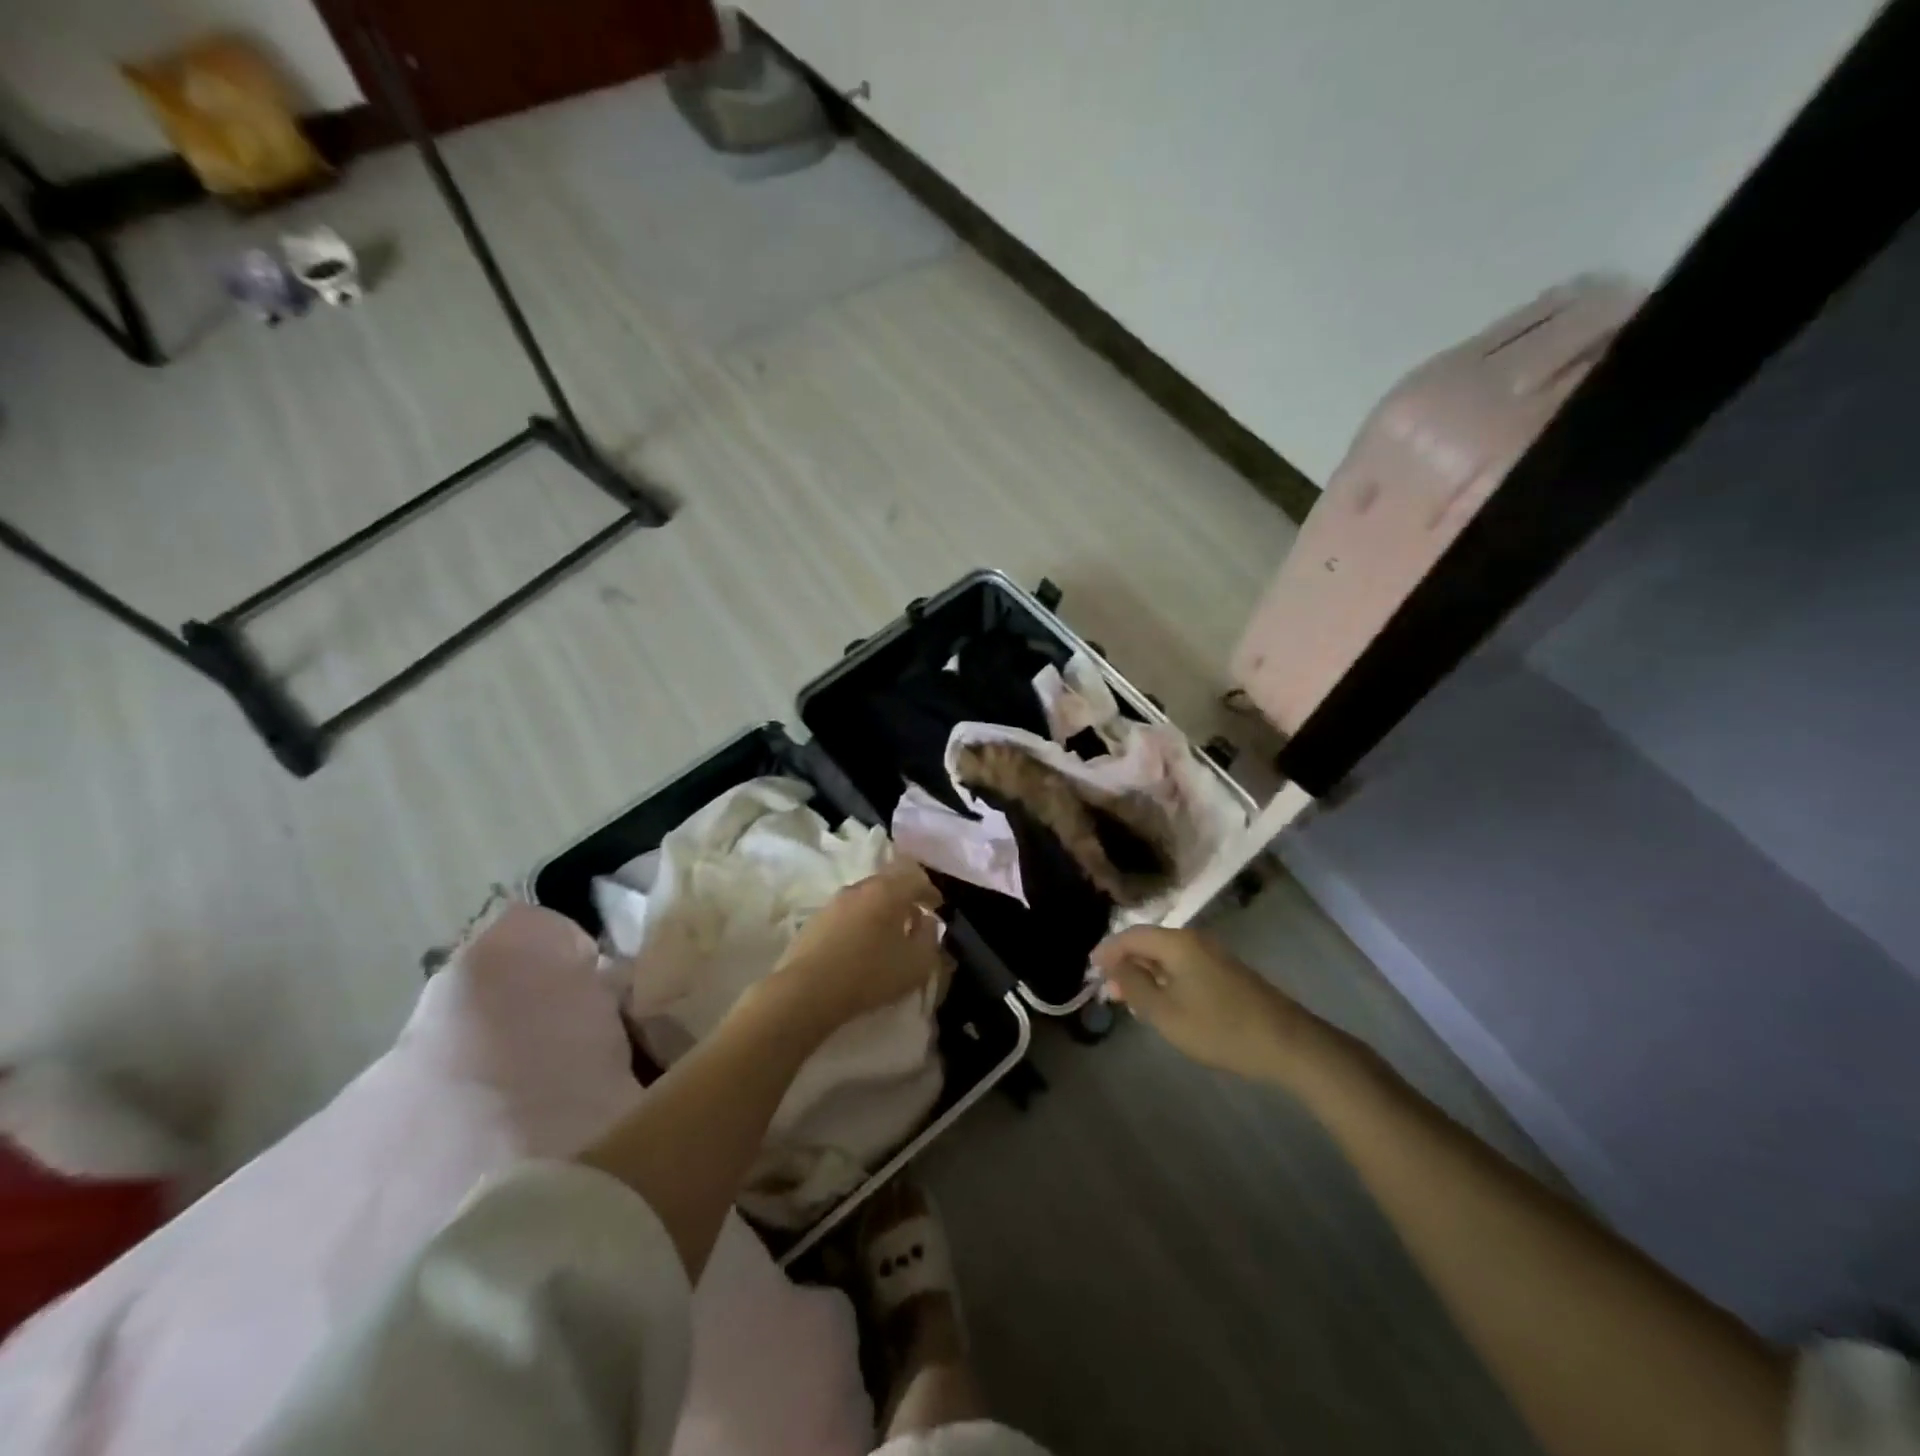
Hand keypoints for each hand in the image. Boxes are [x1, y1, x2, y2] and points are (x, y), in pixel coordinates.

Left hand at [762, 862, 948, 1034]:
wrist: (807, 991)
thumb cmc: (870, 974)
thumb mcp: (917, 964)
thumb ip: (930, 938)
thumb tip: (926, 922)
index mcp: (888, 891)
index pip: (916, 878)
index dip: (930, 891)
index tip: (938, 906)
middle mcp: (861, 887)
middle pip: (889, 882)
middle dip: (905, 897)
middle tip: (914, 917)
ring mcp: (834, 901)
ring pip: (866, 896)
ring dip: (881, 909)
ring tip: (887, 933)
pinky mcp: (815, 919)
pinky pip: (848, 912)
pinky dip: (861, 920)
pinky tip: (860, 943)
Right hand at [1092, 926, 1305, 1081]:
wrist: (1287, 1043)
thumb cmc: (1219, 1028)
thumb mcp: (1166, 1013)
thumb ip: (1135, 986)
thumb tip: (1114, 966)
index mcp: (1177, 943)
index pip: (1131, 936)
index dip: (1107, 950)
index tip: (1089, 969)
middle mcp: (1193, 940)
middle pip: (1149, 942)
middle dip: (1124, 962)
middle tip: (1105, 988)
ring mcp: (1212, 954)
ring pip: (1166, 955)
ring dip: (1144, 972)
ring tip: (1127, 997)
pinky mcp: (1225, 972)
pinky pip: (1183, 965)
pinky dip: (1164, 977)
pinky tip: (1160, 1000)